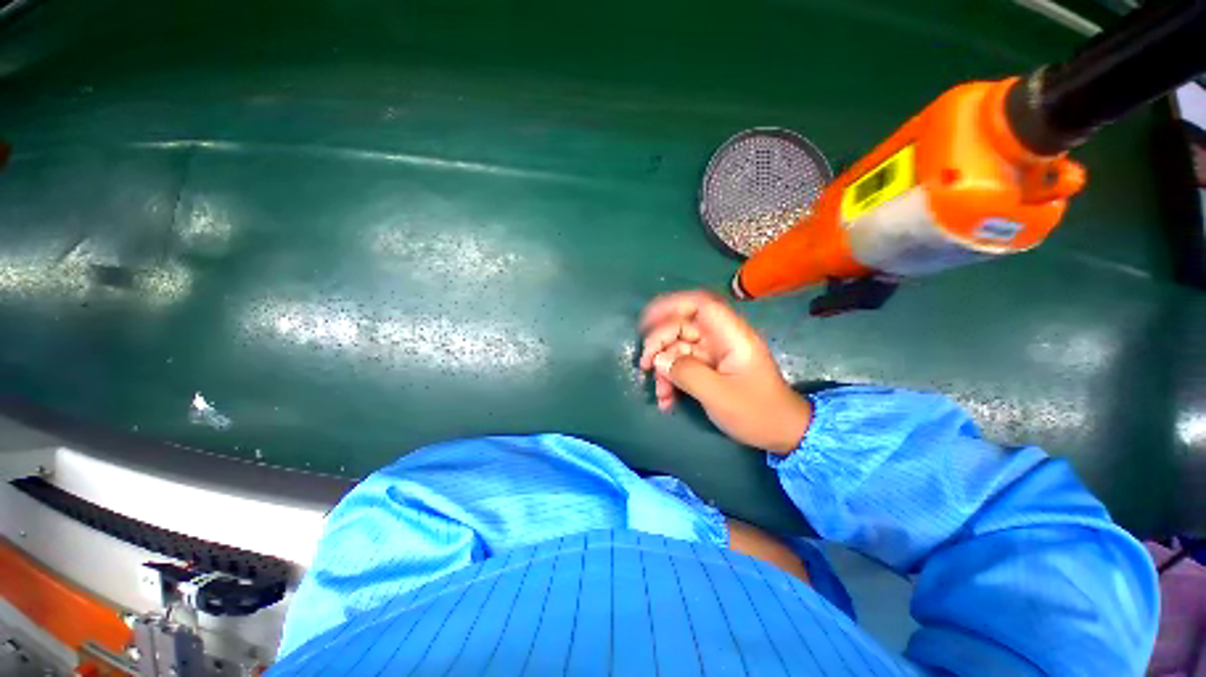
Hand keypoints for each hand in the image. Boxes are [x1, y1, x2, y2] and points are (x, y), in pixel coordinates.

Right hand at [638, 290, 811, 454]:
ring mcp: (713, 354)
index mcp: (731, 336)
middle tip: (644, 365)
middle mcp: (720, 339)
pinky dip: (671, 380)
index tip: (647, 320)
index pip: (700, 305)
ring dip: (663, 368)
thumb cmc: (757, 413)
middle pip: (682, 326)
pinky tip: (666, 400)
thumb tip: (658, 360)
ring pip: (677, 348)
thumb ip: (686, 374)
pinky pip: (682, 366)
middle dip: (659, 343)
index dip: (671, 305)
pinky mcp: (709, 368)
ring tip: (659, 394)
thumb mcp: (719, 395)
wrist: (782, 433)